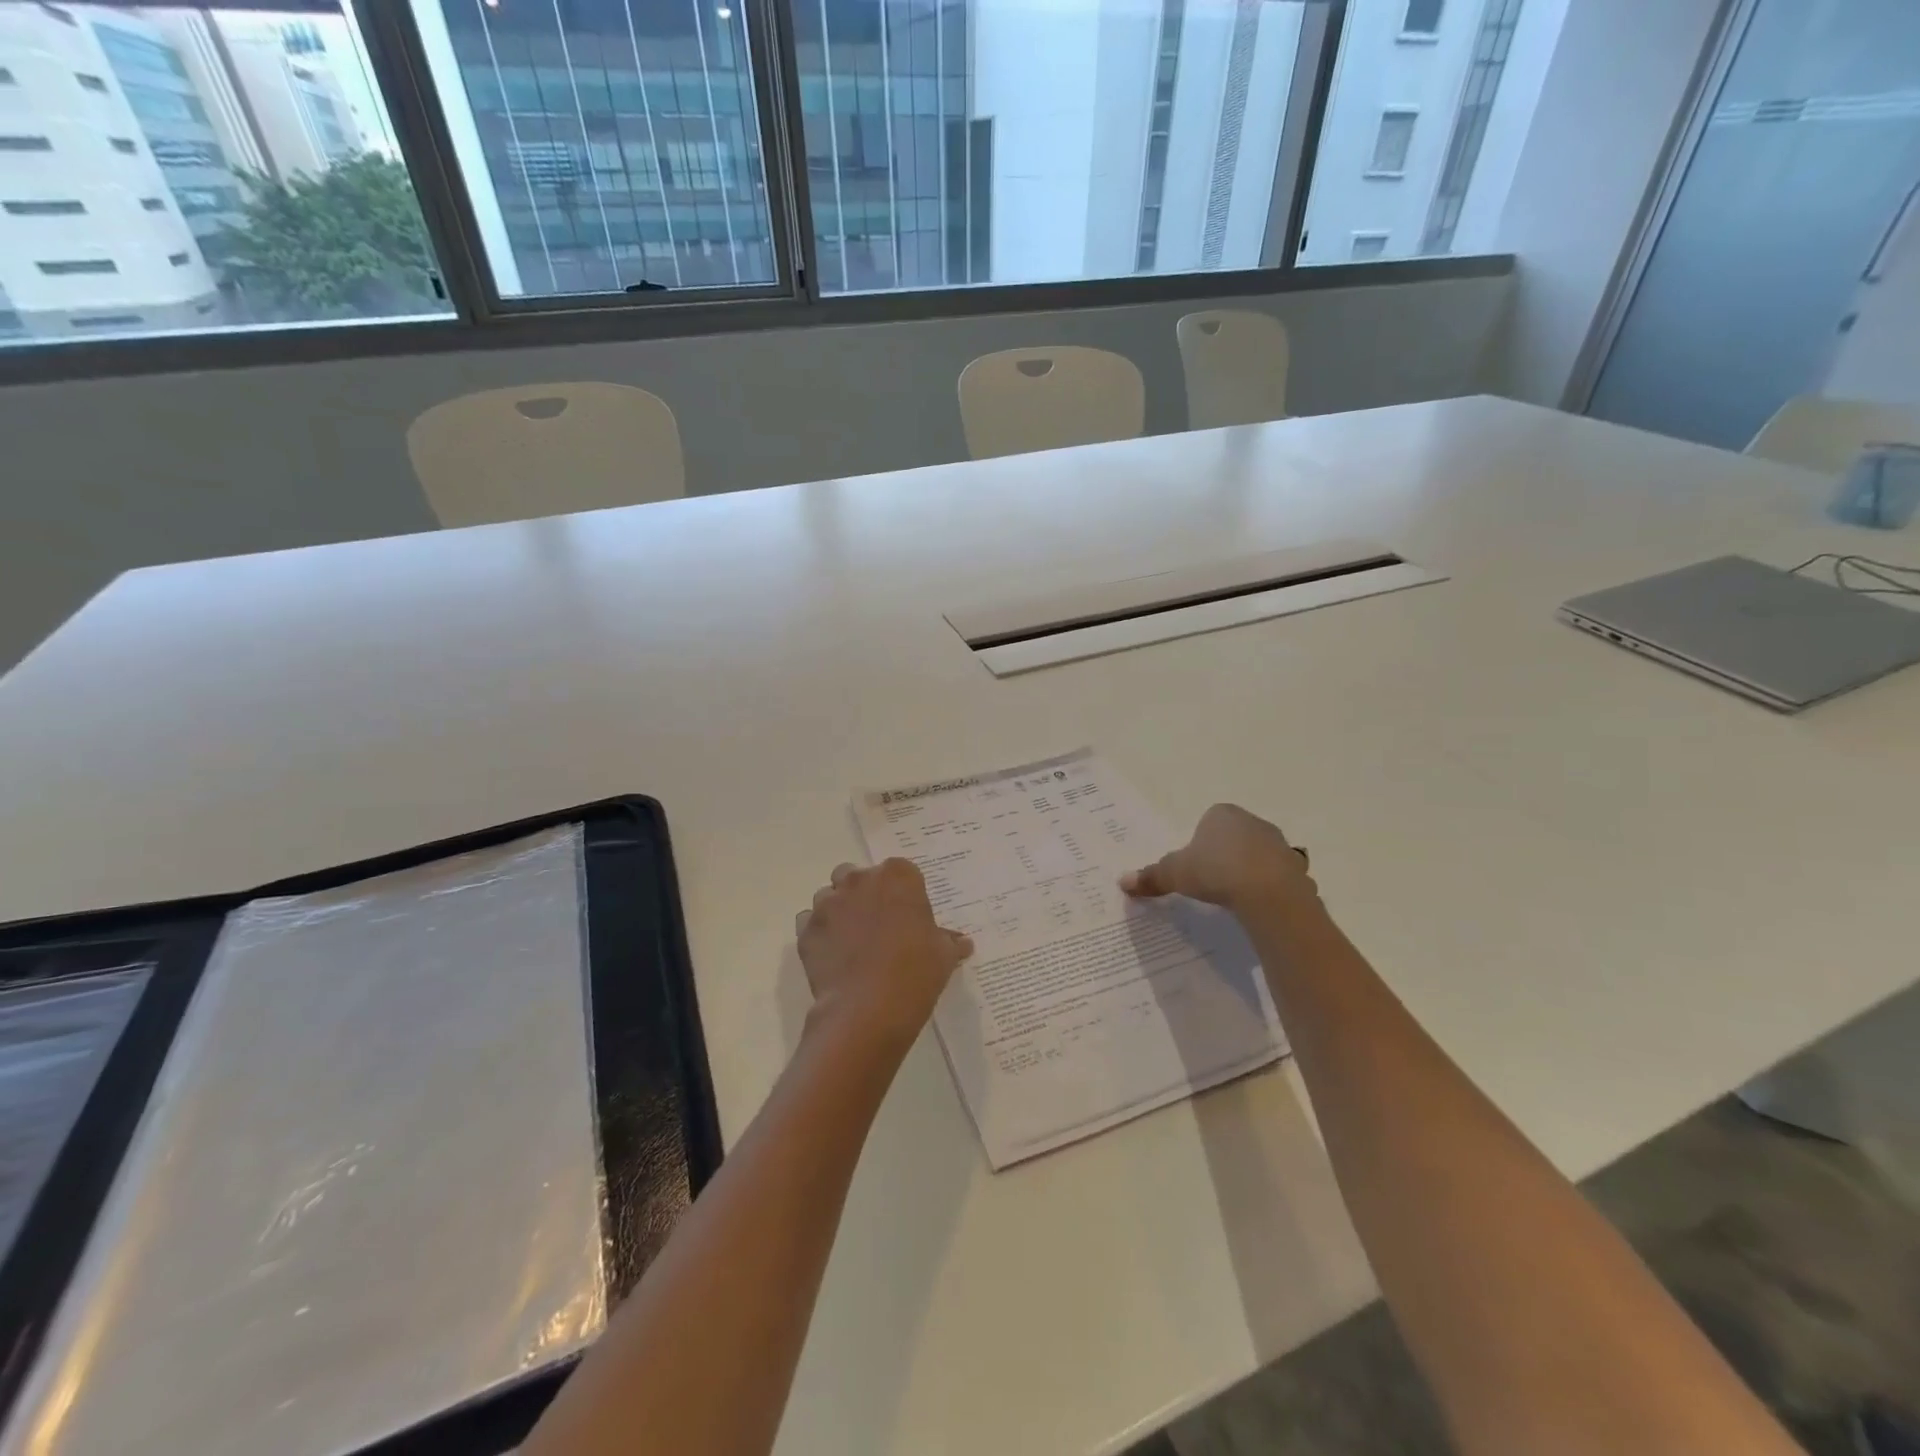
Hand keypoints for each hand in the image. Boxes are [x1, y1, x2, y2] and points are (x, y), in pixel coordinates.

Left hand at [796, 859, 972, 1055]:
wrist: (868, 1009)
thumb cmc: (915, 972)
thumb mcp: (943, 956)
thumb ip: (949, 942)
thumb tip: (962, 942)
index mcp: (897, 876)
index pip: (900, 871)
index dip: (903, 893)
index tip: (907, 915)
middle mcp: (859, 880)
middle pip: (857, 876)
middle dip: (864, 894)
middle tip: (877, 925)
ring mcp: (828, 903)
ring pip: (829, 896)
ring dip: (839, 910)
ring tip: (852, 942)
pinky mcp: (805, 929)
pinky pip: (809, 922)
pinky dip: (819, 933)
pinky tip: (832, 956)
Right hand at [1120, 803, 1317, 916]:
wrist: (1268, 893)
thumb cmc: (1216, 871)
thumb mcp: (1175, 874)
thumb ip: (1151, 876)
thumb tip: (1122, 881)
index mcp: (1222, 814)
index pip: (1208, 821)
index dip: (1199, 842)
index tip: (1194, 865)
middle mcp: (1253, 822)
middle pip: (1234, 836)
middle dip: (1224, 854)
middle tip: (1210, 881)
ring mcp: (1279, 844)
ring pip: (1257, 855)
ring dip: (1248, 870)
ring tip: (1234, 896)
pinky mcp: (1296, 869)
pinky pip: (1277, 877)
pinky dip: (1268, 888)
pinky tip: (1257, 906)